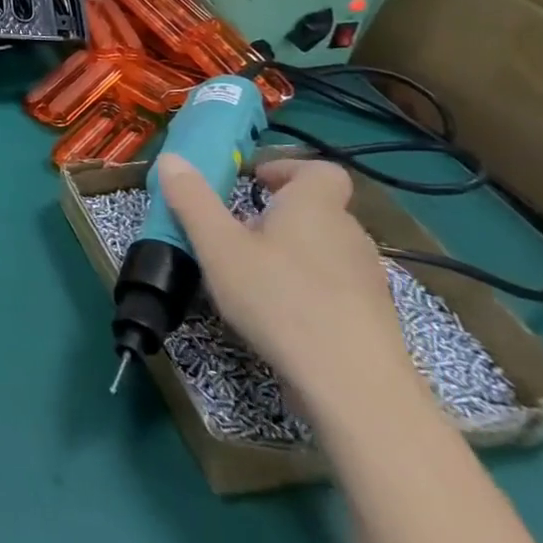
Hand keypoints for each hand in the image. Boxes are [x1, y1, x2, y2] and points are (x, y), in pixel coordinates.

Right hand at [157, 155, 419, 424]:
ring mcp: (367, 278)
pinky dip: (308, 287)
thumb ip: (192, 200)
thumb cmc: (278, 299)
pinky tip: (280, 314)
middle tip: (237, 231)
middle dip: (279, 213)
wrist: (353, 385)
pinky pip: (335, 284)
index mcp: (314, 207)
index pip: (319, 169)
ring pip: (325, 248)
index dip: (287, 168)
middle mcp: (349, 233)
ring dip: (292, 251)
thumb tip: (170, 158)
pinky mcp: (372, 317)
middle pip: (318, 208)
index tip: (252, 182)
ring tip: (253, 274)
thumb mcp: (217, 246)